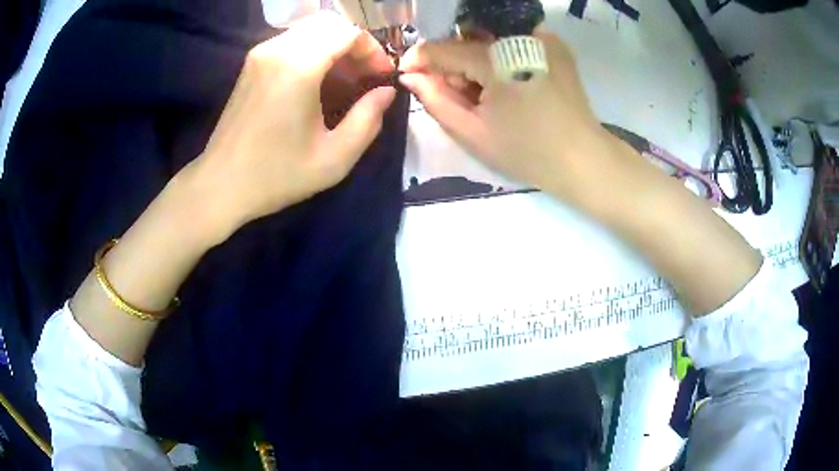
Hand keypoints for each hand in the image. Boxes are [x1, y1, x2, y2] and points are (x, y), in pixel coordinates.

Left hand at [186, 12, 395, 240]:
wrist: (221, 184)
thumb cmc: (276, 175)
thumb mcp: (334, 158)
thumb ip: (368, 120)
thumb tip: (386, 92)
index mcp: (298, 67)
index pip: (348, 32)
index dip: (373, 51)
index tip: (380, 78)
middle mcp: (278, 49)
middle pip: (330, 24)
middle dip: (355, 45)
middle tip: (364, 76)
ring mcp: (261, 54)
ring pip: (311, 29)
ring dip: (334, 47)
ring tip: (344, 80)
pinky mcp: (252, 63)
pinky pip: (292, 40)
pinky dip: (313, 50)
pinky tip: (317, 81)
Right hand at [399, 31, 619, 202]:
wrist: (584, 159)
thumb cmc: (528, 152)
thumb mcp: (473, 133)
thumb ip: (435, 100)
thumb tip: (409, 76)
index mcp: (498, 59)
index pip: (444, 48)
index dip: (420, 59)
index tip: (407, 72)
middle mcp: (519, 37)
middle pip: (467, 41)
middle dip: (452, 65)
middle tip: (456, 95)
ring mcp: (541, 37)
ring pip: (488, 40)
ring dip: (475, 61)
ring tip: (483, 94)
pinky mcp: (554, 44)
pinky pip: (512, 42)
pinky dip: (499, 58)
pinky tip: (505, 84)